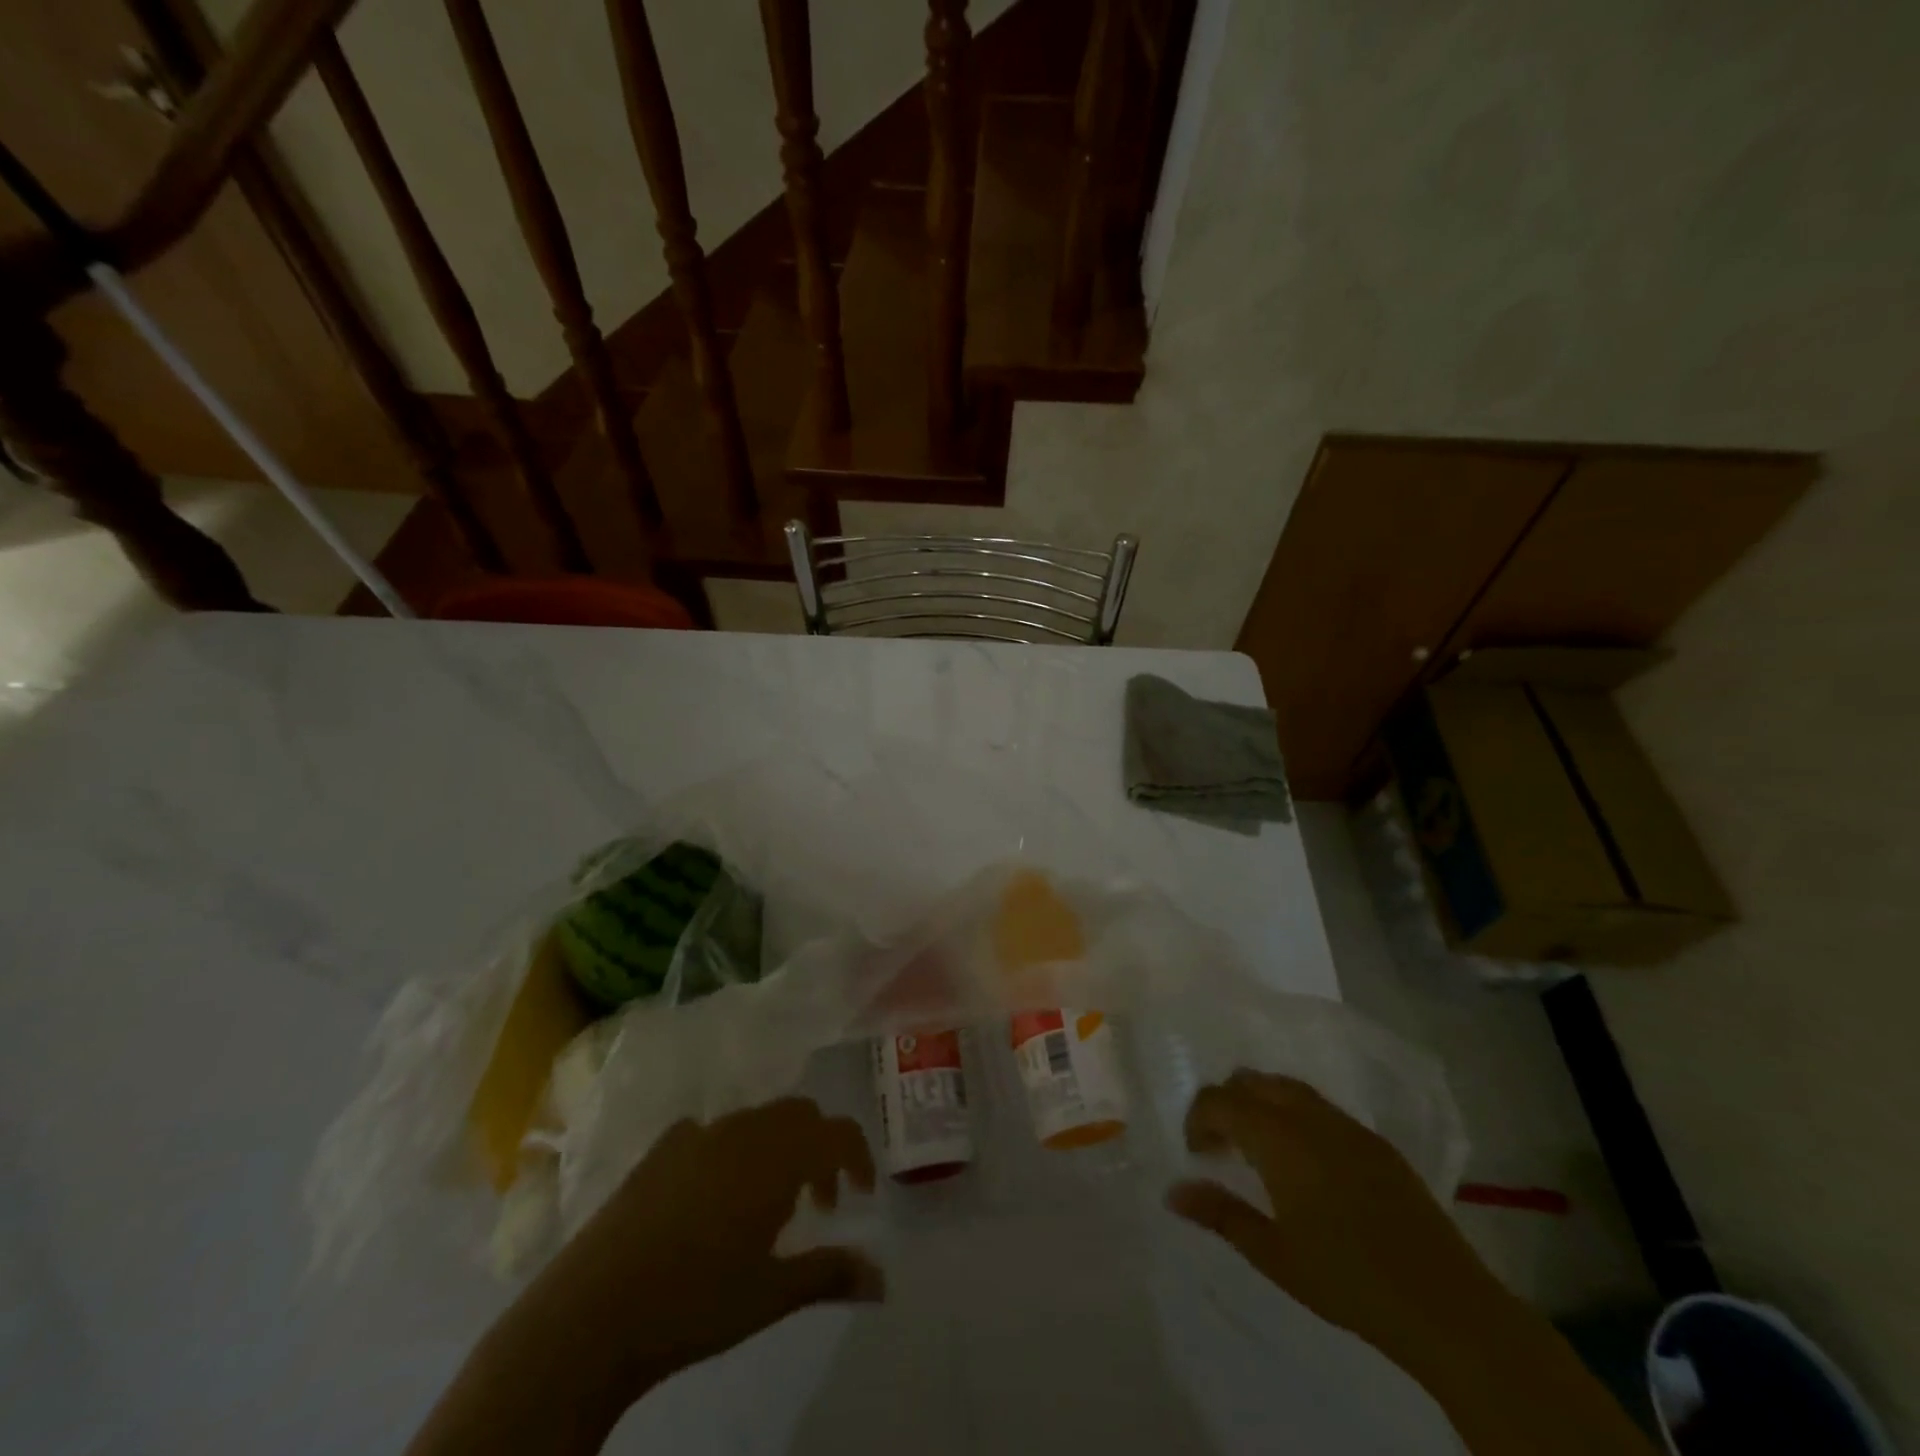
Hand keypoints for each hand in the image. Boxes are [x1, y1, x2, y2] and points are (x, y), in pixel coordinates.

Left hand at [408, 1098, 881, 1455]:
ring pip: (755, 1120)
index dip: (858, 1156)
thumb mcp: (771, 1295)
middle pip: (798, 1114)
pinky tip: (710, 1197)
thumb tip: (882, 1279)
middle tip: (816, 1202)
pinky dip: (728, 1151)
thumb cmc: (695, 1302)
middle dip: (818, 1148)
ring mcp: (696, 1135)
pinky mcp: (658, 1150)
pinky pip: (709, 1132)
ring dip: (775, 1149)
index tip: (861, 1194)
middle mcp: (742, 1130)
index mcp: (776, 1156)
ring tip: (765, 1204)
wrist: (592, 1314)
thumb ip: (830, 1274)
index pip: (837, 1131)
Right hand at [1167, 1071, 1505, 1370]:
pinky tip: (1304, 1161)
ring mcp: (1347, 1125)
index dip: (1198, 1118)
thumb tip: (1173, 1191)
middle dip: (1227, 1102)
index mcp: (1278, 1138)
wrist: (1444, 1304)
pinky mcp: (1375, 1142)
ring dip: (1261, 1104)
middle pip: (1252, 1081)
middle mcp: (1309, 1117)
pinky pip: (1320, 1107)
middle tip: (1221, 1145)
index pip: (1220, 1100)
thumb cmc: (1346, 1280)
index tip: (1197, 1153)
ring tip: (1258, 1148)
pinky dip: (1294, 1115)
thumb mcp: (1273, 1254)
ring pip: (1287, 1087)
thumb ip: (1220, 1213)